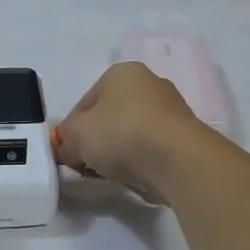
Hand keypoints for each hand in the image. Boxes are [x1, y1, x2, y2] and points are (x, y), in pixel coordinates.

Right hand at [54, 63, 205, 198]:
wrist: (178, 160)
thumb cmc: (121, 134)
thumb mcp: (76, 137)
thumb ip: (64, 142)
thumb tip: (67, 151)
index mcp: (122, 73)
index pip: (85, 103)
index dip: (72, 130)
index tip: (69, 154)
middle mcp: (149, 83)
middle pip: (109, 118)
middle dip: (96, 142)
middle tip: (87, 166)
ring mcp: (171, 110)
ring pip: (131, 134)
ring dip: (118, 153)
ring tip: (112, 175)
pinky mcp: (185, 137)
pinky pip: (152, 149)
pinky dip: (141, 162)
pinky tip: (136, 177)